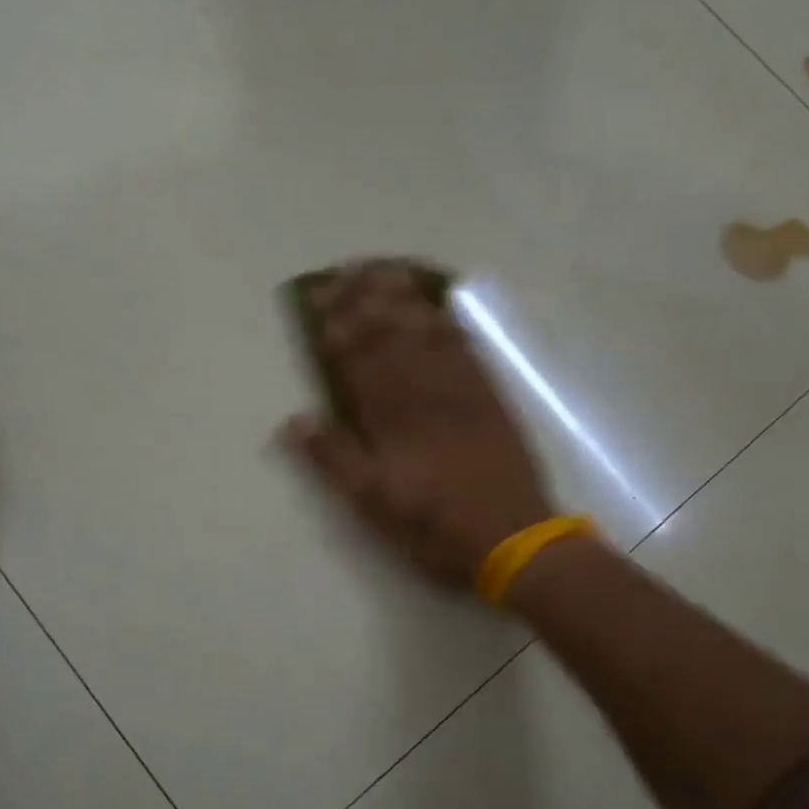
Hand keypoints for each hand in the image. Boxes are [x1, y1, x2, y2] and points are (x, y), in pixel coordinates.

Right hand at [279, 260, 553, 587]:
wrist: (513, 539)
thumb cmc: (434, 527)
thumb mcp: (373, 504)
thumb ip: (334, 460)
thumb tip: (294, 420)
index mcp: (391, 418)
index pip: (358, 357)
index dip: (337, 324)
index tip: (319, 295)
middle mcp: (424, 393)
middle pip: (390, 334)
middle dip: (365, 299)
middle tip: (346, 269)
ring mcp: (462, 391)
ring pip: (427, 332)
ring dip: (403, 299)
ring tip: (384, 271)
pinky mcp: (491, 398)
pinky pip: (467, 348)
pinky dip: (449, 322)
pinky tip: (438, 307)